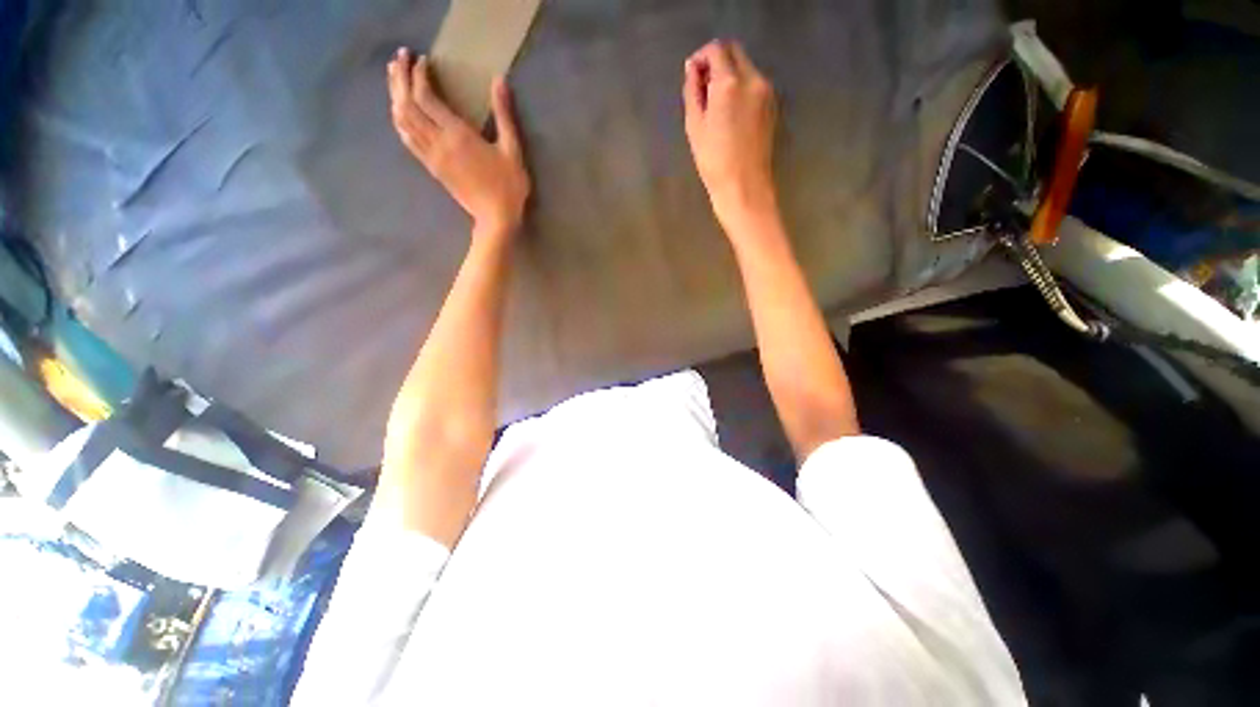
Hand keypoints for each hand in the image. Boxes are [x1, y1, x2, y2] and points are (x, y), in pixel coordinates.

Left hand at [387, 48, 530, 234]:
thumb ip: (504, 116)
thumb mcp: (512, 150)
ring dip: (394, 95)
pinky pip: (406, 139)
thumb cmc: (508, 186)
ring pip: (401, 120)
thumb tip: (499, 81)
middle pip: (406, 103)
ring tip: (395, 77)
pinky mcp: (431, 167)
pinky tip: (400, 110)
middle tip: (399, 57)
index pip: (426, 96)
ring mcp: (431, 156)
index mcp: (458, 135)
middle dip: (399, 77)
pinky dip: (399, 119)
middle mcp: (438, 142)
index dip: (419, 74)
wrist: (496, 218)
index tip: (423, 59)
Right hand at [683, 40, 779, 230]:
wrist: (745, 187)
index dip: (701, 58)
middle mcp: (753, 79)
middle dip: (716, 63)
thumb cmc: (714, 162)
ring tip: (715, 108)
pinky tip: (730, 115)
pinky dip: (740, 88)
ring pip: (746, 67)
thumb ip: (692, 91)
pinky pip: (754, 84)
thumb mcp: (695, 127)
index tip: (692, 77)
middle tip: (703, 90)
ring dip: (729, 75)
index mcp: (730, 83)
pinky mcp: (772, 106)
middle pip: (734, 52)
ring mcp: (766, 92)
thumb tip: (692, 69)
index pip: (716, 50)